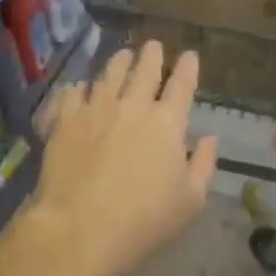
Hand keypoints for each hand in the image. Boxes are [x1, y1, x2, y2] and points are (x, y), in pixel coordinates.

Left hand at [27, 40, 217, 275]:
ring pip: (109, 74)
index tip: (190, 55)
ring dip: (119, 61)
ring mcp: (96, 110)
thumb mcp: (190, 201)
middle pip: (144, 70)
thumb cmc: (143, 221)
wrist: (79, 229)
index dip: (188, 67)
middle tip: (154, 46)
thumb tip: (210, 138)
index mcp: (168, 123)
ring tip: (123, 55)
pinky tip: (81, 88)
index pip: (182, 85)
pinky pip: (73, 94)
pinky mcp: (65, 121)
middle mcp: (133, 106)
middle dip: (152, 55)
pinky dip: (81, 88)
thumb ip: (204, 165)